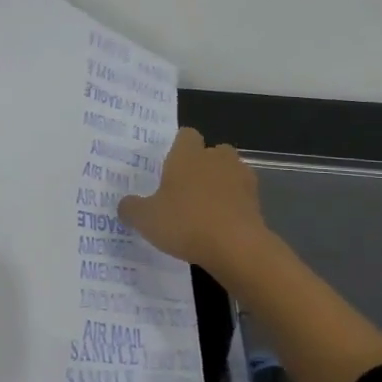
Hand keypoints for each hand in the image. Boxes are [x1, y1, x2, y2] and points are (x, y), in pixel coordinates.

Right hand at [118, 127, 266, 273]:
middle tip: (186, 188)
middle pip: (212, 151)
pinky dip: (234, 205)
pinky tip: (221, 225)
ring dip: (221, 184)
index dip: (178, 147)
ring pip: (230, 172)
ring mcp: (241, 178)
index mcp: (187, 155)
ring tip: (205, 208)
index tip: (169, 165)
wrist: (237, 247)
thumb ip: (131, 209)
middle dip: (203, 165)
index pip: (186, 135)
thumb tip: (125, 205)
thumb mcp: (146, 219)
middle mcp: (216, 158)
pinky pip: (242, 196)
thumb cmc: (185, 223)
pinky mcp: (257, 201)